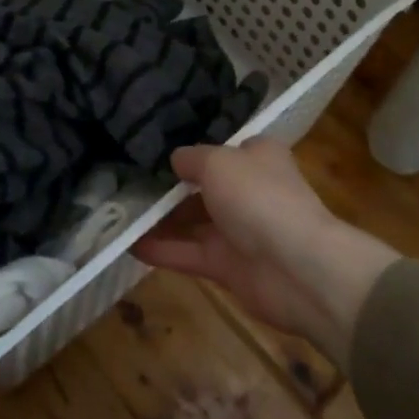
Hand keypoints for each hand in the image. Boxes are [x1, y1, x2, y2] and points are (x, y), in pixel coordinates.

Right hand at [133, 139, 398, 367]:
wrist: (299, 269)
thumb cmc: (260, 198)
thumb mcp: (218, 162)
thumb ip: (192, 158)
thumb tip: (175, 160)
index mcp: (258, 157)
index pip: (223, 149)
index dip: (193, 150)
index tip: (155, 150)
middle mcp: (249, 190)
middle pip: (204, 186)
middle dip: (171, 186)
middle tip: (127, 181)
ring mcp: (239, 231)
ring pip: (193, 221)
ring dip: (161, 219)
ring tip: (119, 212)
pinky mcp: (228, 267)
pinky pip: (189, 253)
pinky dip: (162, 249)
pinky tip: (129, 243)